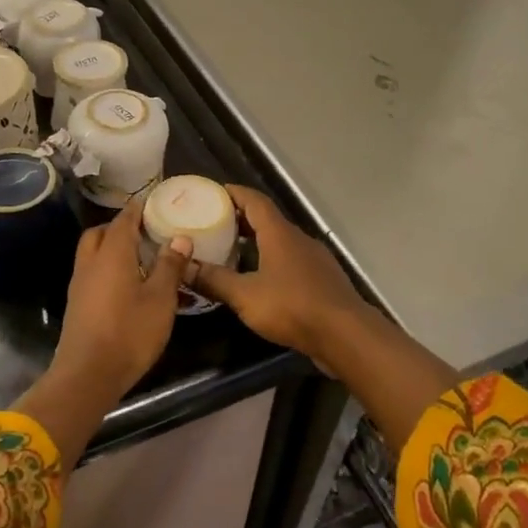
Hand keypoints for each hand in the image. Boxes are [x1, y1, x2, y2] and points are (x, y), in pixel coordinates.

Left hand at [50, 202, 192, 405]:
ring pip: (92, 252)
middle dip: (120, 227)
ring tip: (139, 257)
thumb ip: (170, 267)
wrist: (88, 374)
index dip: (138, 209)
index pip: (124, 220)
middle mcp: (91, 262)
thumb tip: (180, 237)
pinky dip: (106, 267)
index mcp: (112, 254)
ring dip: (111, 247)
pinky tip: (125, 284)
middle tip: (145, 232)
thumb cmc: (129, 333)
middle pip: (101, 233)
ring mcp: (80, 284)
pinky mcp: (77, 303)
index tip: (152, 202)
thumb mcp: (160, 300)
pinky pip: (91, 272)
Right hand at [186, 186, 372, 364]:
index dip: (234, 193)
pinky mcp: (322, 280)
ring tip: (232, 251)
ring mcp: (314, 259)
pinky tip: (260, 279)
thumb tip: (182, 267)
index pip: (254, 201)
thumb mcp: (245, 295)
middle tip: (214, 223)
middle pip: (267, 219)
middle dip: (241, 218)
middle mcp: (298, 239)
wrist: (345, 334)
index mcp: (279, 234)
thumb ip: (213, 280)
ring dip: (257, 241)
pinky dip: (271, 260)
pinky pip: (291, 260)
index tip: (213, 192)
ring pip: (280, 241)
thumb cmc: (292, 307)